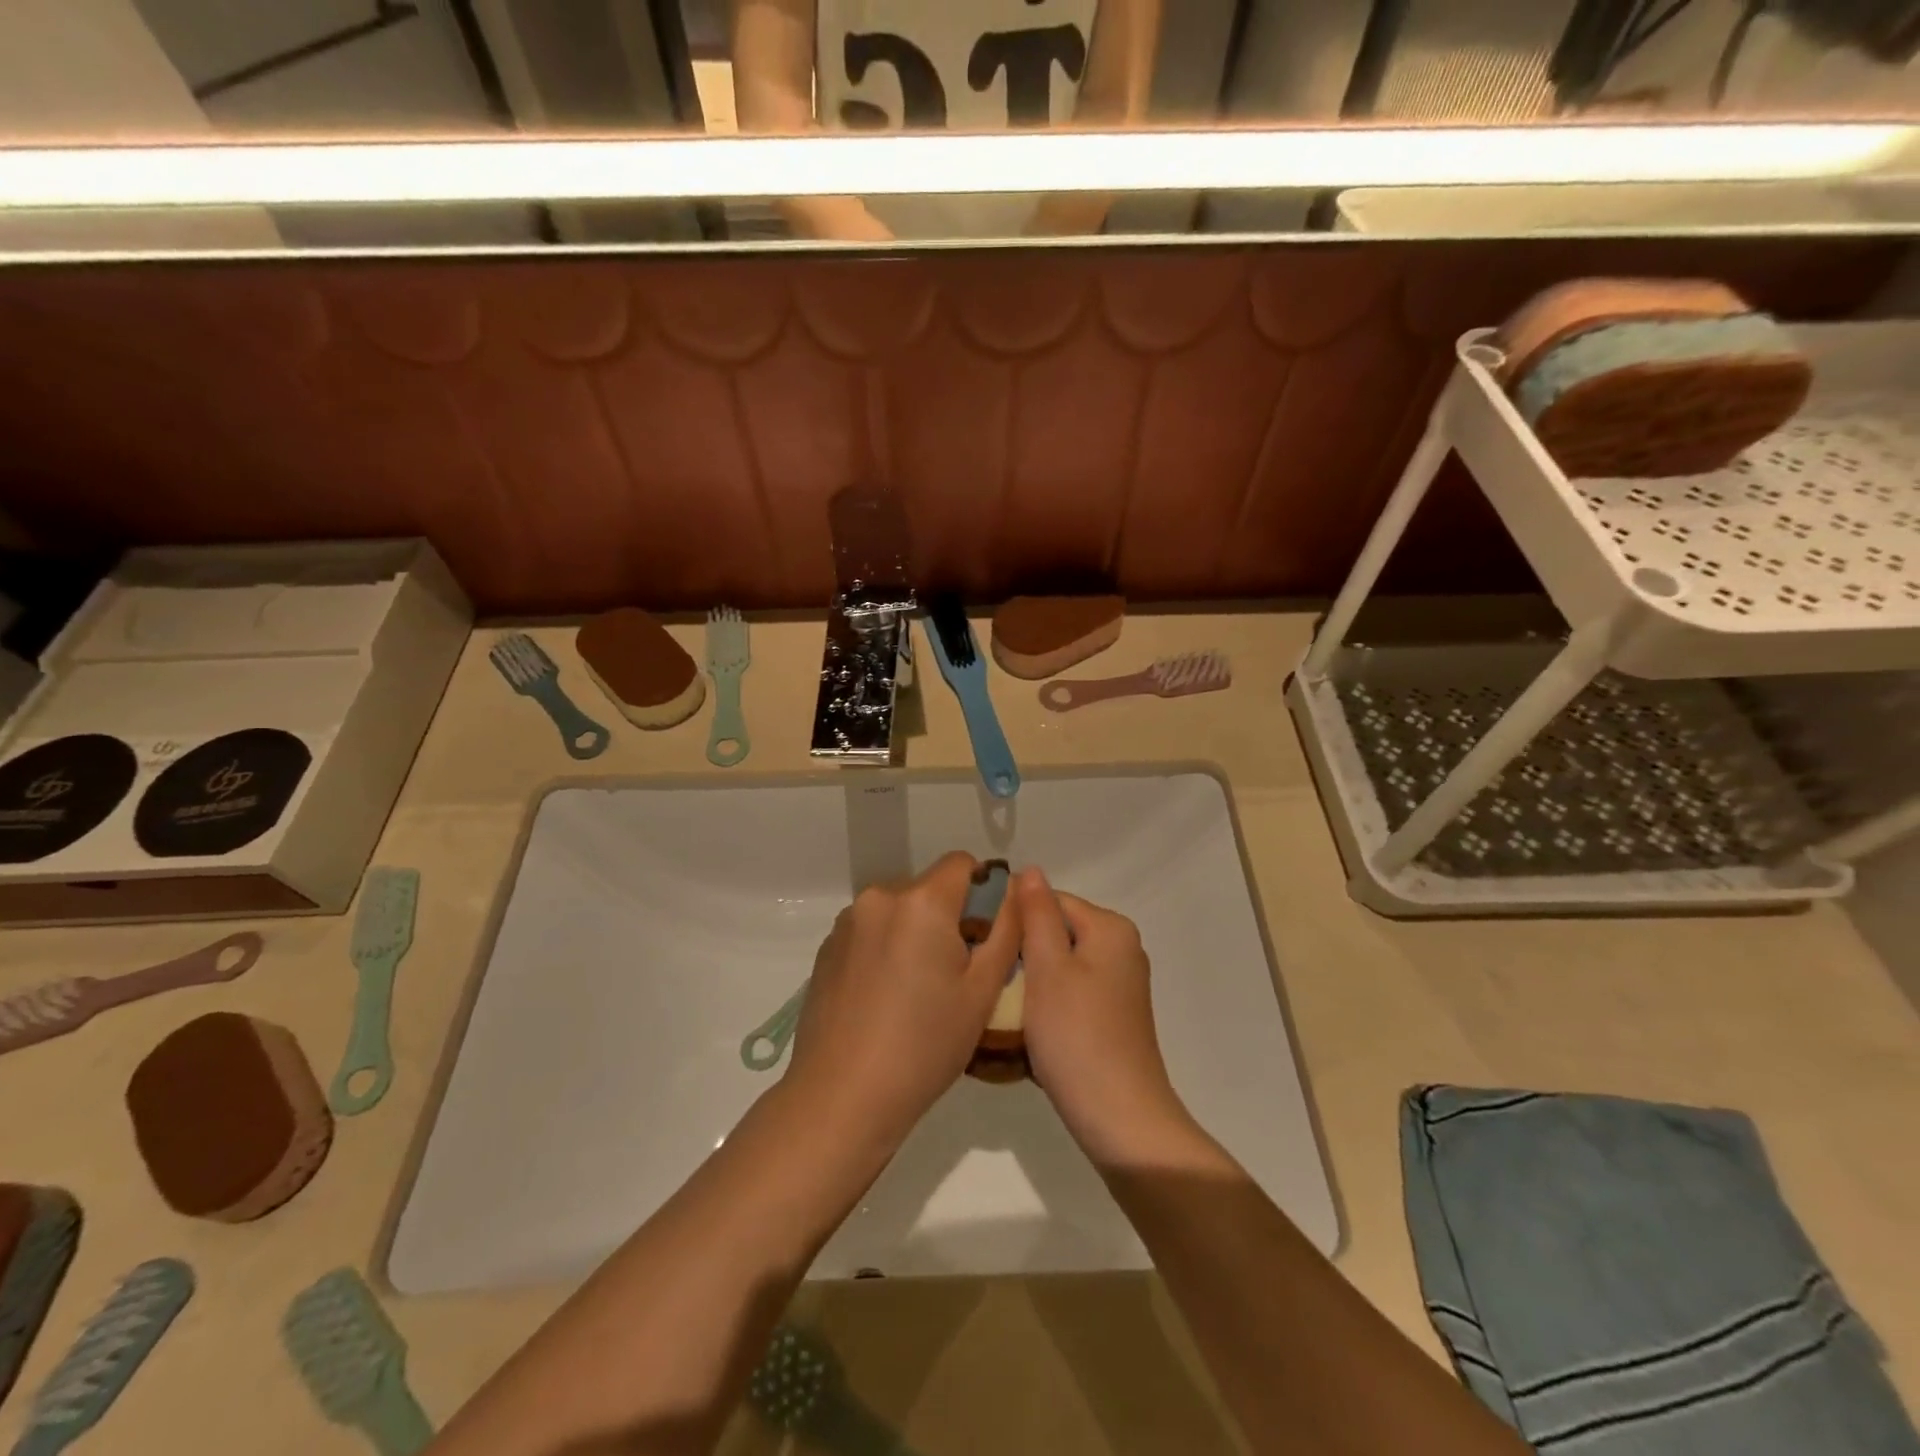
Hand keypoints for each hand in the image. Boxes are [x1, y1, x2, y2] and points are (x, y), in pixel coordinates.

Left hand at [787, 852, 1019, 1150]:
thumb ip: (1006, 929)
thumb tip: (1015, 889)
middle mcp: (880, 897)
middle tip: (956, 972)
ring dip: (915, 932)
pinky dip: (886, 948)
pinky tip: (885, 998)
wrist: (843, 1096)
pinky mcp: (827, 948)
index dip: (983, 890)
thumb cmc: (925, 1044)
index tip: (986, 934)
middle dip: (948, 916)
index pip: (962, 863)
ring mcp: (848, 922)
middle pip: (929, 888)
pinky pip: (871, 931)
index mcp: (921, 901)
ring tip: (918, 990)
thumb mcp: (982, 990)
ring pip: (899, 910)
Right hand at [1014, 868, 1191, 1163]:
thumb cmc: (1077, 1035)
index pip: (1050, 900)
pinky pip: (1069, 993)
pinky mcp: (1111, 1017)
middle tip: (985, 973)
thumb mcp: (1048, 967)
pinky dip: (1046, 1004)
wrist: (1119, 1119)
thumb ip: (1037, 915)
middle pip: (1056, 932)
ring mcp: (1118, 986)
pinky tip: (1023, 1027)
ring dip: (1029, 980)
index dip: (1014, 916)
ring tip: (997, 1002)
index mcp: (1110, 929)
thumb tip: (1031, 870)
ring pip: (1059, 965)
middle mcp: (1121, 949)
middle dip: (1021, 951)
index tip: (980, 939)